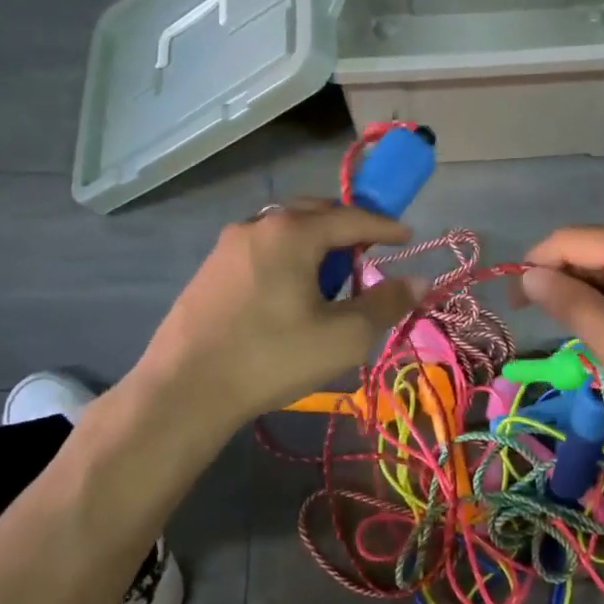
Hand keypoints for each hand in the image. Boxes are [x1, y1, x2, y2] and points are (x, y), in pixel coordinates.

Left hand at [122, 201, 420, 431]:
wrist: (184, 391)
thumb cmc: (272, 358)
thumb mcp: (342, 336)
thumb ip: (385, 304)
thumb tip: (419, 281)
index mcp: (292, 232)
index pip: (352, 218)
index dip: (385, 226)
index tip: (407, 236)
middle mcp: (258, 225)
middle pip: (314, 213)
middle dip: (347, 227)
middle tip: (368, 251)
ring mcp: (227, 246)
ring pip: (284, 230)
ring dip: (314, 244)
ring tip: (330, 278)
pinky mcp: (209, 270)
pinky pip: (261, 249)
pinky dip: (287, 258)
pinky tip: (289, 294)